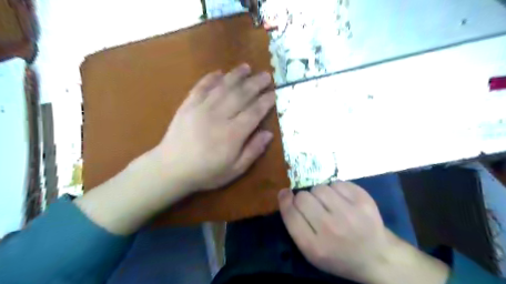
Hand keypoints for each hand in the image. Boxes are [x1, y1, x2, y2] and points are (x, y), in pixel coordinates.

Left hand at [158, 63, 276, 191]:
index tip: (274, 93)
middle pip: (241, 95)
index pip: (254, 112)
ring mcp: (201, 108)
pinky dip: (211, 78)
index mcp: (232, 134)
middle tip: (266, 75)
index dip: (265, 102)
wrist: (171, 169)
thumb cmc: (206, 172)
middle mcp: (219, 116)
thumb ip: (253, 151)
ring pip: (223, 87)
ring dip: (236, 75)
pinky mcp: (188, 105)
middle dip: (255, 84)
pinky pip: (201, 87)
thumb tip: (268, 134)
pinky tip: (219, 72)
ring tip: (247, 67)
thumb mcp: (234, 170)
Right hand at [278, 181, 392, 282]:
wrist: (376, 257)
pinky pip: (337, 183)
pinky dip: (336, 189)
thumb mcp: (311, 251)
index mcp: (314, 246)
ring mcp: (350, 214)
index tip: (286, 194)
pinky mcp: (364, 201)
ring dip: (320, 194)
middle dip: (304, 199)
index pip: (290, 213)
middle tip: (313, 206)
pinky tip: (342, 201)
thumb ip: (294, 224)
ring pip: (319, 188)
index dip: (285, 200)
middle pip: (303, 197)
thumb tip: (284, 193)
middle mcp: (331, 229)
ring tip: (329, 204)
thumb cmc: (338, 255)